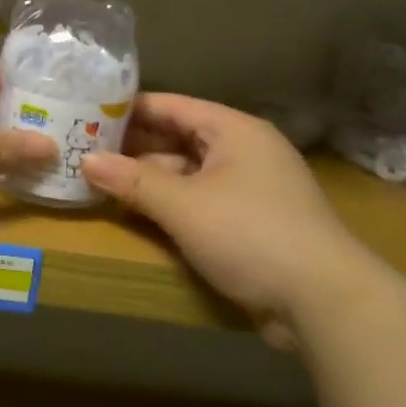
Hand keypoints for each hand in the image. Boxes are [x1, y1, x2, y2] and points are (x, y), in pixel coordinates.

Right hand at [80, 94, 369, 348]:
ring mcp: (249, 189)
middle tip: (83, 152)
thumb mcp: (184, 205)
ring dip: (149, 181)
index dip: (129, 110)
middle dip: (133, 148)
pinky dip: (171, 205)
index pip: (172, 106)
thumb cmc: (250, 234)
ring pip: (188, 174)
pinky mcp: (251, 223)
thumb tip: (85, 160)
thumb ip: (133, 181)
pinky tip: (139, 214)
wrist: (322, 300)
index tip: (86, 113)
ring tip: (100, 184)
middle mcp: (244, 151)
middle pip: (178, 140)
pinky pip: (200, 202)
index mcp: (234, 131)